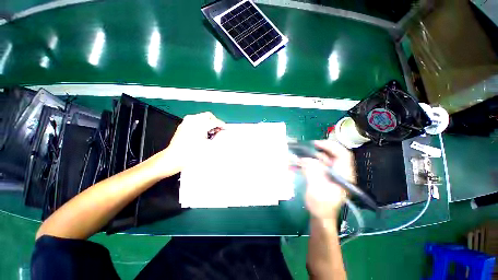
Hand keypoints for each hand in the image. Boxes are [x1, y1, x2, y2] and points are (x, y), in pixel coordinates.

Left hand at [157, 112, 223, 176]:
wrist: (174, 158)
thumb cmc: (192, 153)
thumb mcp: (209, 146)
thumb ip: (217, 136)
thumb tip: (221, 131)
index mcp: (200, 124)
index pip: (214, 121)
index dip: (221, 125)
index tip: (225, 128)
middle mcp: (192, 120)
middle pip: (208, 116)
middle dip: (214, 122)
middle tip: (217, 130)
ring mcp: (186, 122)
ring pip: (201, 117)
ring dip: (207, 122)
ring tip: (210, 132)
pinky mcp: (182, 125)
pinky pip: (194, 120)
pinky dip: (200, 124)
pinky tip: (202, 133)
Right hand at [300, 140, 354, 221]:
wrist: (320, 216)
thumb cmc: (321, 205)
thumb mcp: (315, 188)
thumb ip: (311, 171)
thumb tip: (304, 158)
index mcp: (343, 175)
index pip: (343, 154)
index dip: (330, 146)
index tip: (316, 144)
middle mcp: (339, 172)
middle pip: (332, 155)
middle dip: (319, 149)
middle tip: (306, 147)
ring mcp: (332, 174)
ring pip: (323, 159)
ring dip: (311, 156)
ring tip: (299, 155)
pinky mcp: (324, 176)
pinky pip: (317, 165)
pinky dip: (308, 162)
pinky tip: (298, 163)